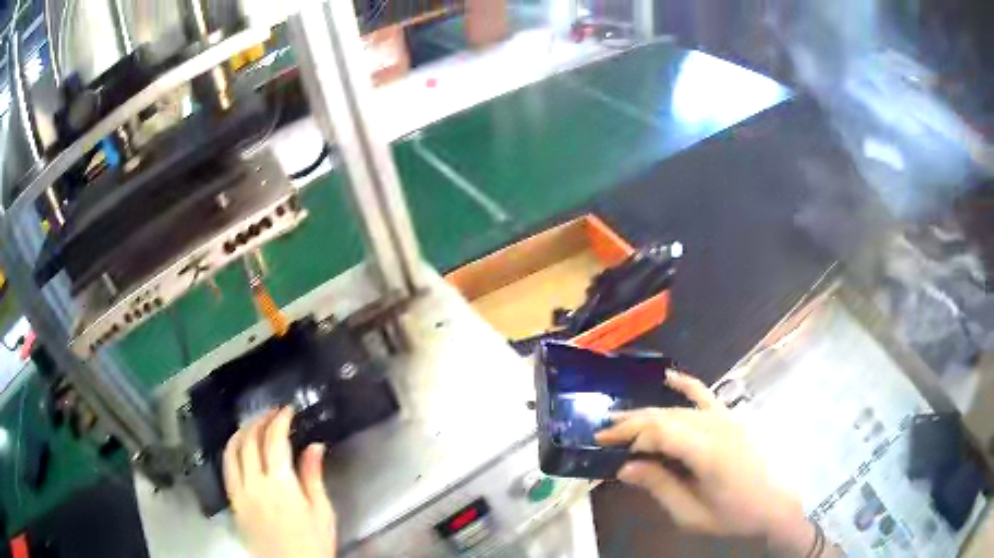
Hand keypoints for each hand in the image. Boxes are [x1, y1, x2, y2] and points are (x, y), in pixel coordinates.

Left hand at [224, 407, 336, 557]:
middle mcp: (254, 483)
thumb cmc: (313, 542)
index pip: (274, 441)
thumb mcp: (322, 512)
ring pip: (232, 451)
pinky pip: (226, 469)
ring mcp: (240, 492)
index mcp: (280, 485)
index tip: (288, 410)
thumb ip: (313, 477)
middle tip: (272, 413)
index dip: (280, 420)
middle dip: (260, 420)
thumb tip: (315, 446)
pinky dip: (231, 452)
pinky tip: (239, 448)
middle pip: (249, 440)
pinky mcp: (233, 502)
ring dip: (241, 432)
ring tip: (253, 424)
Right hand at [596, 372, 814, 553]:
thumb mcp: (691, 513)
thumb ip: (660, 487)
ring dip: (648, 411)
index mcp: (706, 452)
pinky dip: (687, 384)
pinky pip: (707, 396)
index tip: (602, 441)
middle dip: (631, 422)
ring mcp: (725, 420)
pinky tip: (669, 377)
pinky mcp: (731, 419)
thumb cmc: (732, 514)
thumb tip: (626, 468)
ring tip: (622, 417)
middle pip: (665, 416)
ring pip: (679, 408)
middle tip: (603, 430)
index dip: (628, 434)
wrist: (773, 505)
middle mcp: (715, 428)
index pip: (659, 432)